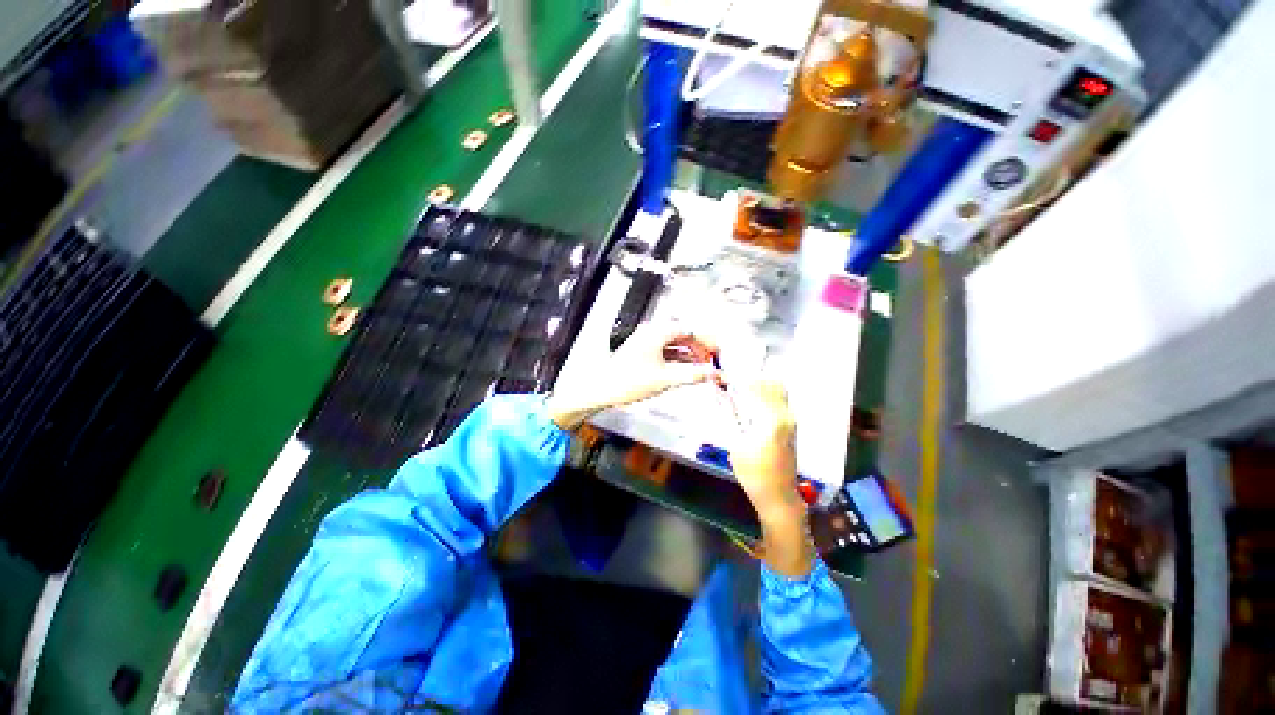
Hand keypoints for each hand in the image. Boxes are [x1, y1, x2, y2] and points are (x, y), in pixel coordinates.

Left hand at [546, 322, 721, 429]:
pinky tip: (685, 370)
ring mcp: (646, 342)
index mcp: (658, 332)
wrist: (601, 388)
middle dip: (700, 349)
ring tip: (703, 368)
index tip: (720, 353)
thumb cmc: (630, 381)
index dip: (708, 342)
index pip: (691, 330)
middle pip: (683, 336)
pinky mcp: (642, 352)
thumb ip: (693, 375)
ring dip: (690, 355)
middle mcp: (652, 332)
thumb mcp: (665, 379)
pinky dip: (678, 360)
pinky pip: (666, 352)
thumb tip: (715, 374)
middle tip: (714, 362)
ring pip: (675, 345)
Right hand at [728, 380, 813, 576]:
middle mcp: (786, 415)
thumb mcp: (735, 443)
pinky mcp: (791, 425)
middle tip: (731, 384)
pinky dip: (765, 395)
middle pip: (771, 383)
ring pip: (778, 390)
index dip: (737, 379)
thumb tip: (720, 393)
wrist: (779, 497)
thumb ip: (729, 415)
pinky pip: (779, 400)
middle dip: (750, 379)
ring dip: (758, 386)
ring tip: (738, 392)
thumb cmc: (754, 474)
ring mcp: (791, 420)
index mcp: (771, 419)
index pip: (755, 386)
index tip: (722, 379)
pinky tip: (749, 403)